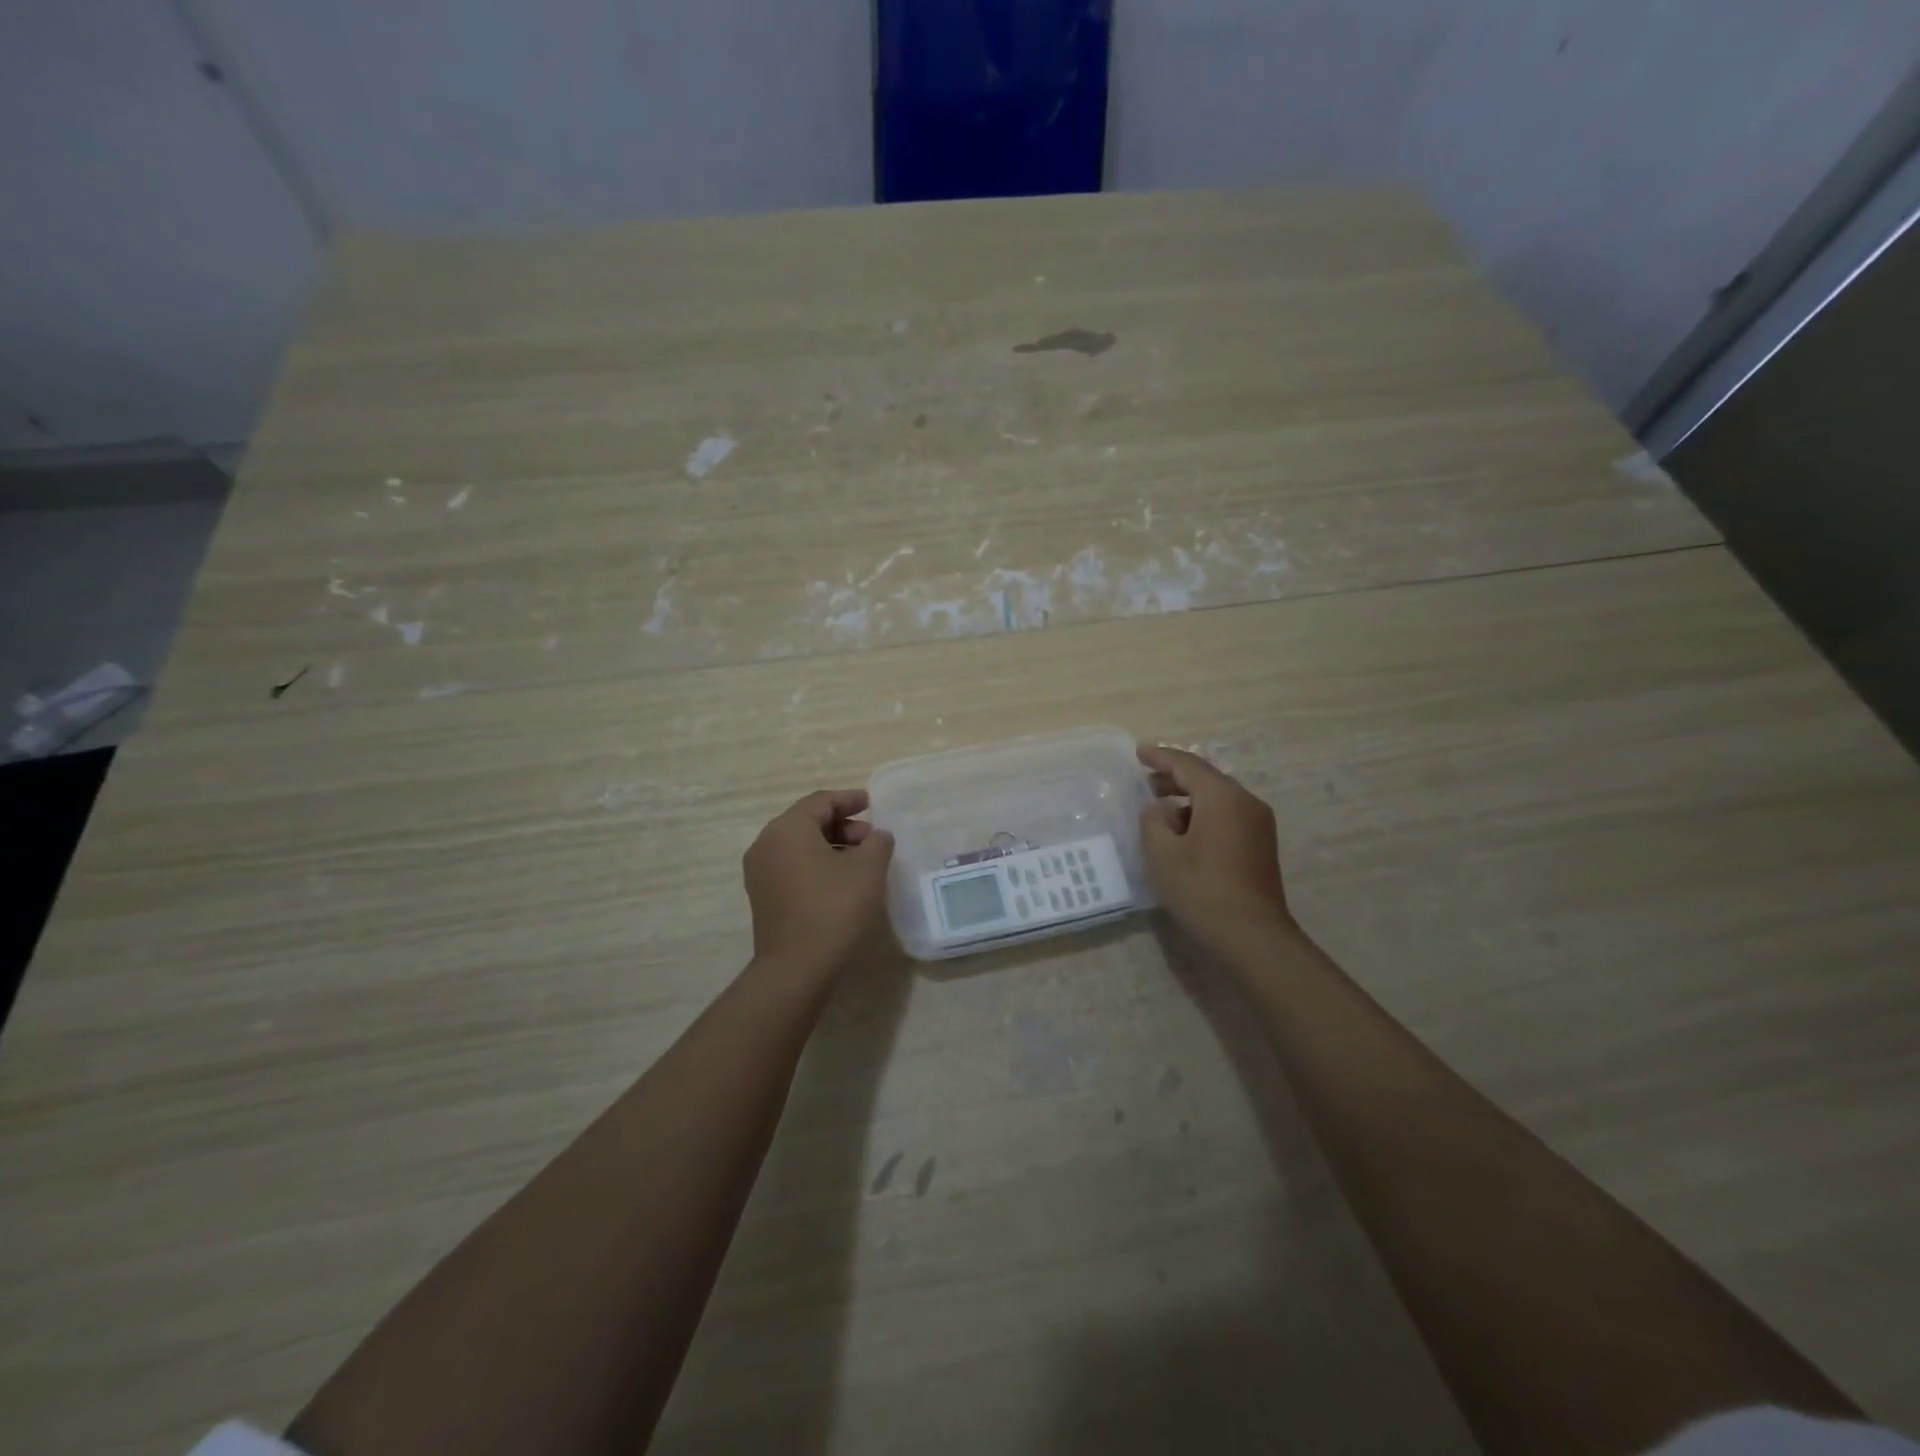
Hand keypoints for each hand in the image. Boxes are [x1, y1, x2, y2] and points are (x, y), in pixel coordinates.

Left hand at [743, 788, 894, 983]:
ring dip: (831, 846)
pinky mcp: (763, 896)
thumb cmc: (834, 908)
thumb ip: (877, 842)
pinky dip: (817, 864)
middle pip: (808, 822)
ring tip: (862, 862)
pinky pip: (792, 866)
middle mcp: (766, 844)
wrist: (797, 967)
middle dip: (843, 826)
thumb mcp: (868, 869)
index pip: (821, 801)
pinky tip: (841, 881)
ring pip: (800, 846)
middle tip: (872, 839)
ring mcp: (760, 872)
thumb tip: (877, 836)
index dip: (849, 799)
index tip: (872, 803)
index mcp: (787, 829)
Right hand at [1137, 745, 1294, 963]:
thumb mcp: (1162, 853)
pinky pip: (1227, 815)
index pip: (1187, 765)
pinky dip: (1202, 814)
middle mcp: (1246, 802)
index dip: (1161, 757)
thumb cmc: (1202, 890)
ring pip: (1218, 798)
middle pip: (1206, 778)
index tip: (1139, 752)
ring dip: (1188, 798)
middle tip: (1146, 780)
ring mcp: (1258, 824)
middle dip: (1175, 777)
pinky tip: (1183, 832)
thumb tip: (1159, 808)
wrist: (1252, 937)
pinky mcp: (1260, 845)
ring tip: (1160, 807)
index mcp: (1223, 797)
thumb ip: (1153, 820)